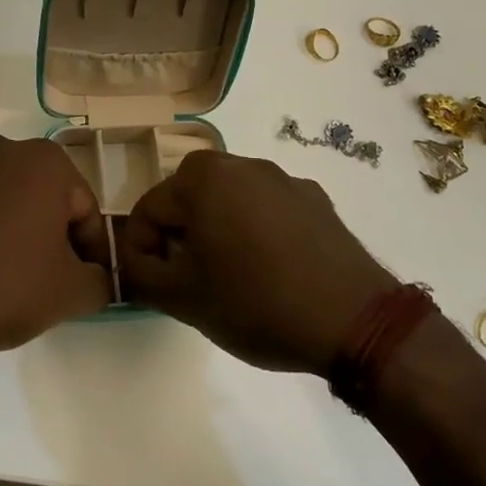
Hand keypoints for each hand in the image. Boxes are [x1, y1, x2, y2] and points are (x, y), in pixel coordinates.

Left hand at [0, 135, 112, 365]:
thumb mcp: (68, 295)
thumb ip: (99, 282)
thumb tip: (96, 278)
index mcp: (42, 163)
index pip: (84, 208)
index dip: (90, 250)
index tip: (85, 284)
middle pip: (38, 197)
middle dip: (45, 235)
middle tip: (41, 282)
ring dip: (1, 231)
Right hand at [121, 151, 392, 374]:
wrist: (354, 321)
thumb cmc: (256, 303)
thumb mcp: (182, 298)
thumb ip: (140, 273)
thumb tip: (130, 259)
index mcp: (204, 177)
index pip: (149, 209)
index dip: (143, 250)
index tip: (157, 285)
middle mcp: (243, 164)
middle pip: (189, 199)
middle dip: (181, 238)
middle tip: (191, 282)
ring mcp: (285, 179)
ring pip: (230, 202)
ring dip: (218, 233)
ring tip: (232, 279)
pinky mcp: (317, 200)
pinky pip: (268, 210)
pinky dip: (257, 232)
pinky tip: (273, 271)